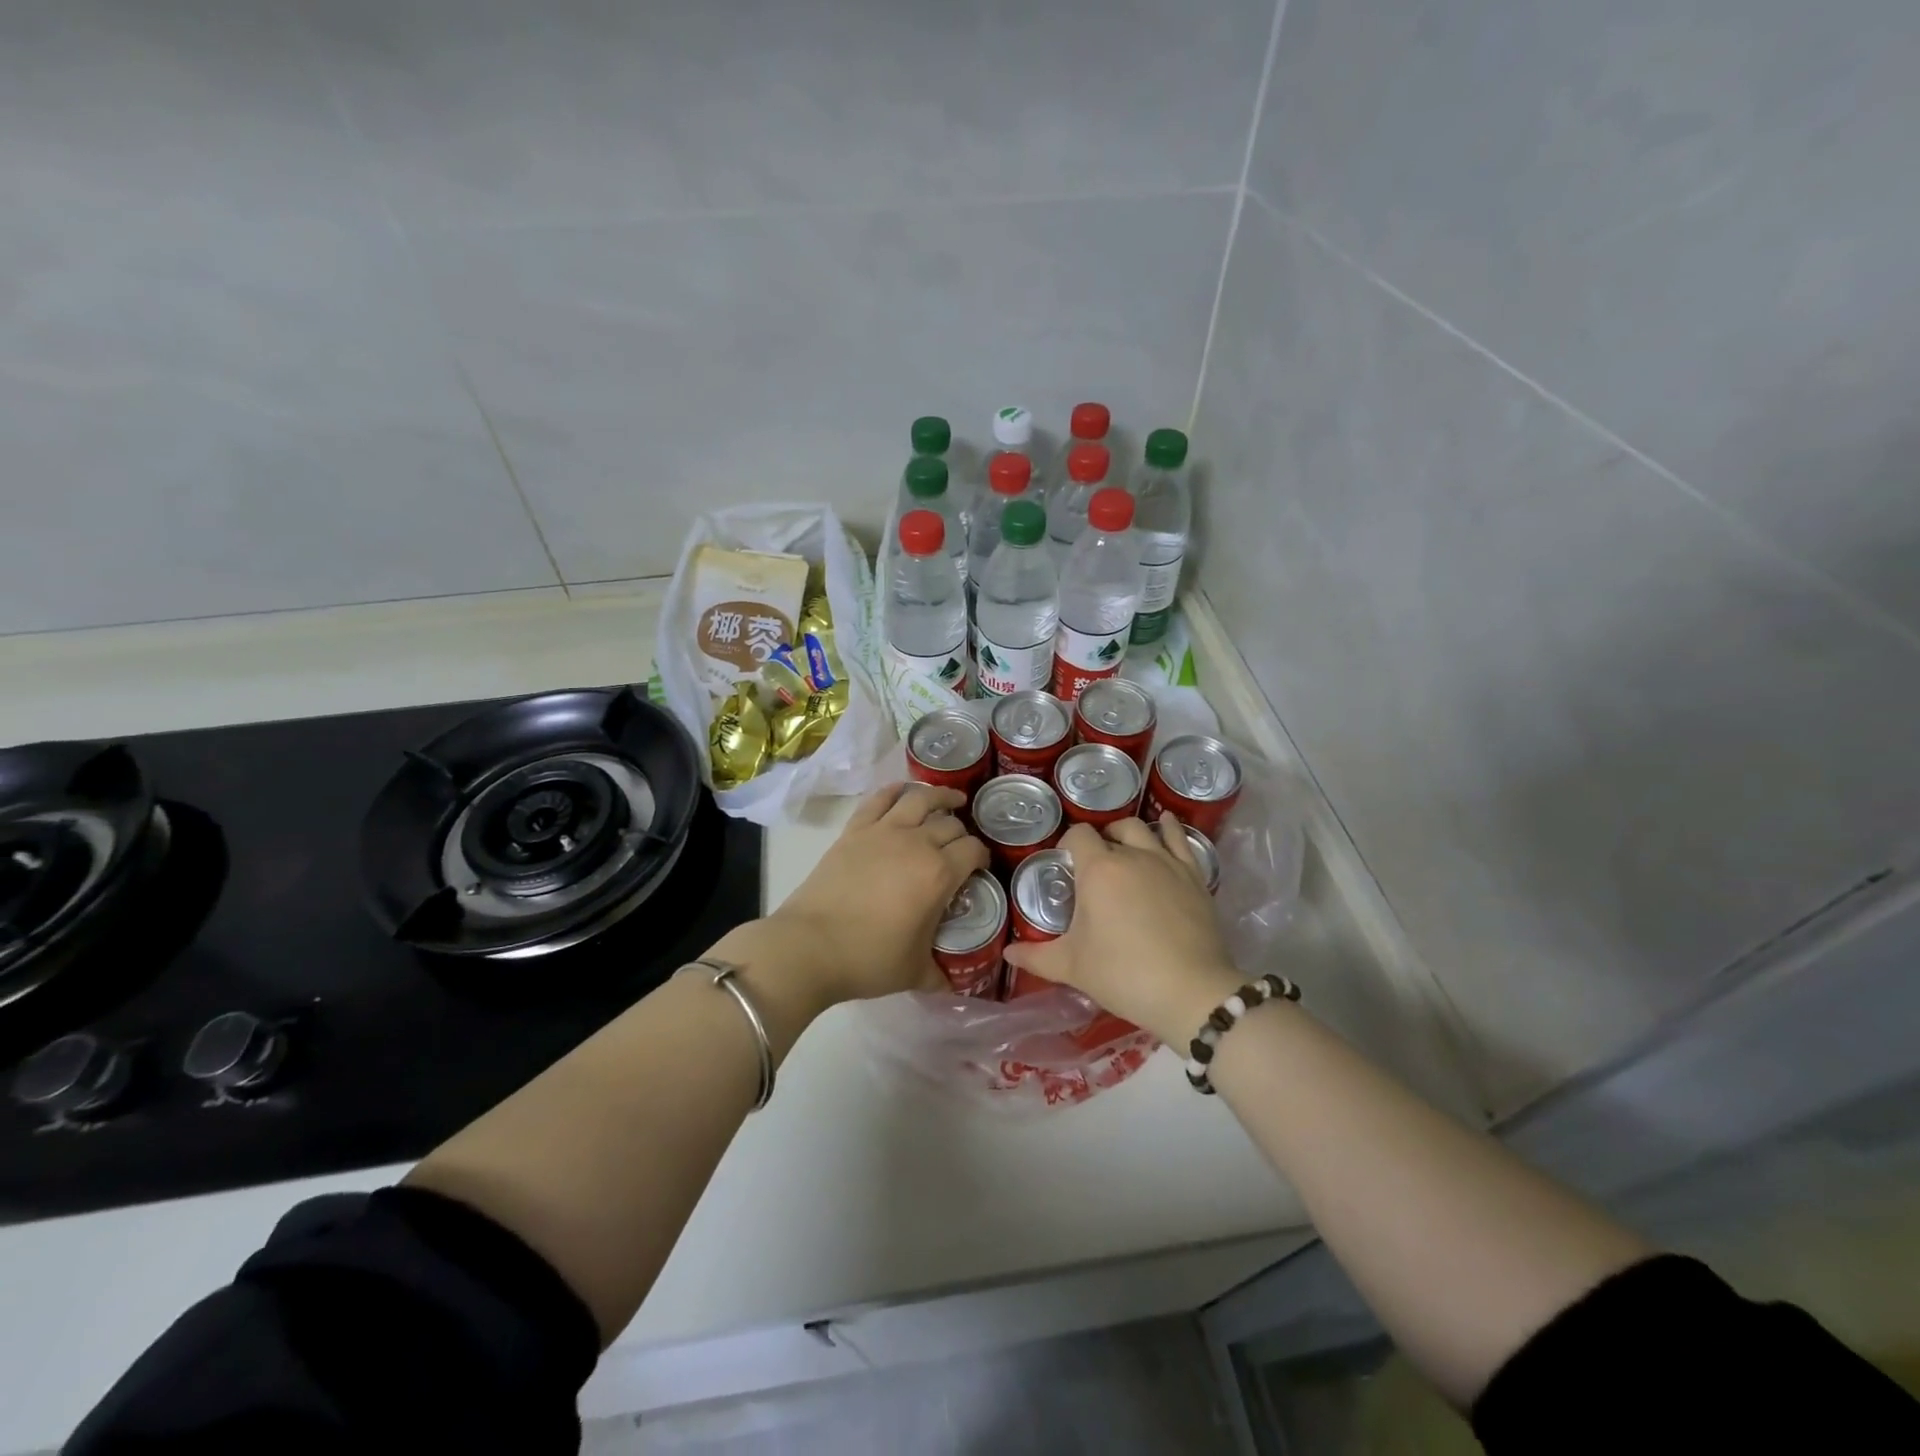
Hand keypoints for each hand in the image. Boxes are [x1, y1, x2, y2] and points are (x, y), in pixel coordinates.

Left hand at [763, 782, 989, 1005]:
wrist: (810, 946)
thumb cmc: (868, 959)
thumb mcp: (915, 972)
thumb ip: (940, 974)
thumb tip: (954, 984)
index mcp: (939, 874)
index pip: (973, 851)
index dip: (982, 856)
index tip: (980, 866)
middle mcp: (916, 843)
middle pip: (950, 824)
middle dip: (962, 832)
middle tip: (961, 845)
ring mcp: (883, 831)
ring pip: (920, 800)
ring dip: (940, 797)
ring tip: (951, 800)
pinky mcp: (854, 830)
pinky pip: (879, 799)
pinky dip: (895, 790)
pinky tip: (904, 790)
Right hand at [1002, 813, 1241, 1044]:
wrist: (1190, 991)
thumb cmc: (1122, 974)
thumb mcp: (1072, 966)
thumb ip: (1036, 956)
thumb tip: (1008, 953)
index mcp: (1098, 869)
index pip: (1078, 835)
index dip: (1068, 844)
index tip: (1065, 862)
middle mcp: (1132, 854)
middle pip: (1112, 829)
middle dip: (1100, 840)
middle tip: (1095, 865)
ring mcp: (1167, 862)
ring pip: (1145, 829)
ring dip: (1130, 833)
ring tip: (1124, 846)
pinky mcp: (1194, 876)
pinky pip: (1181, 839)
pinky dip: (1169, 829)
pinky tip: (1165, 824)